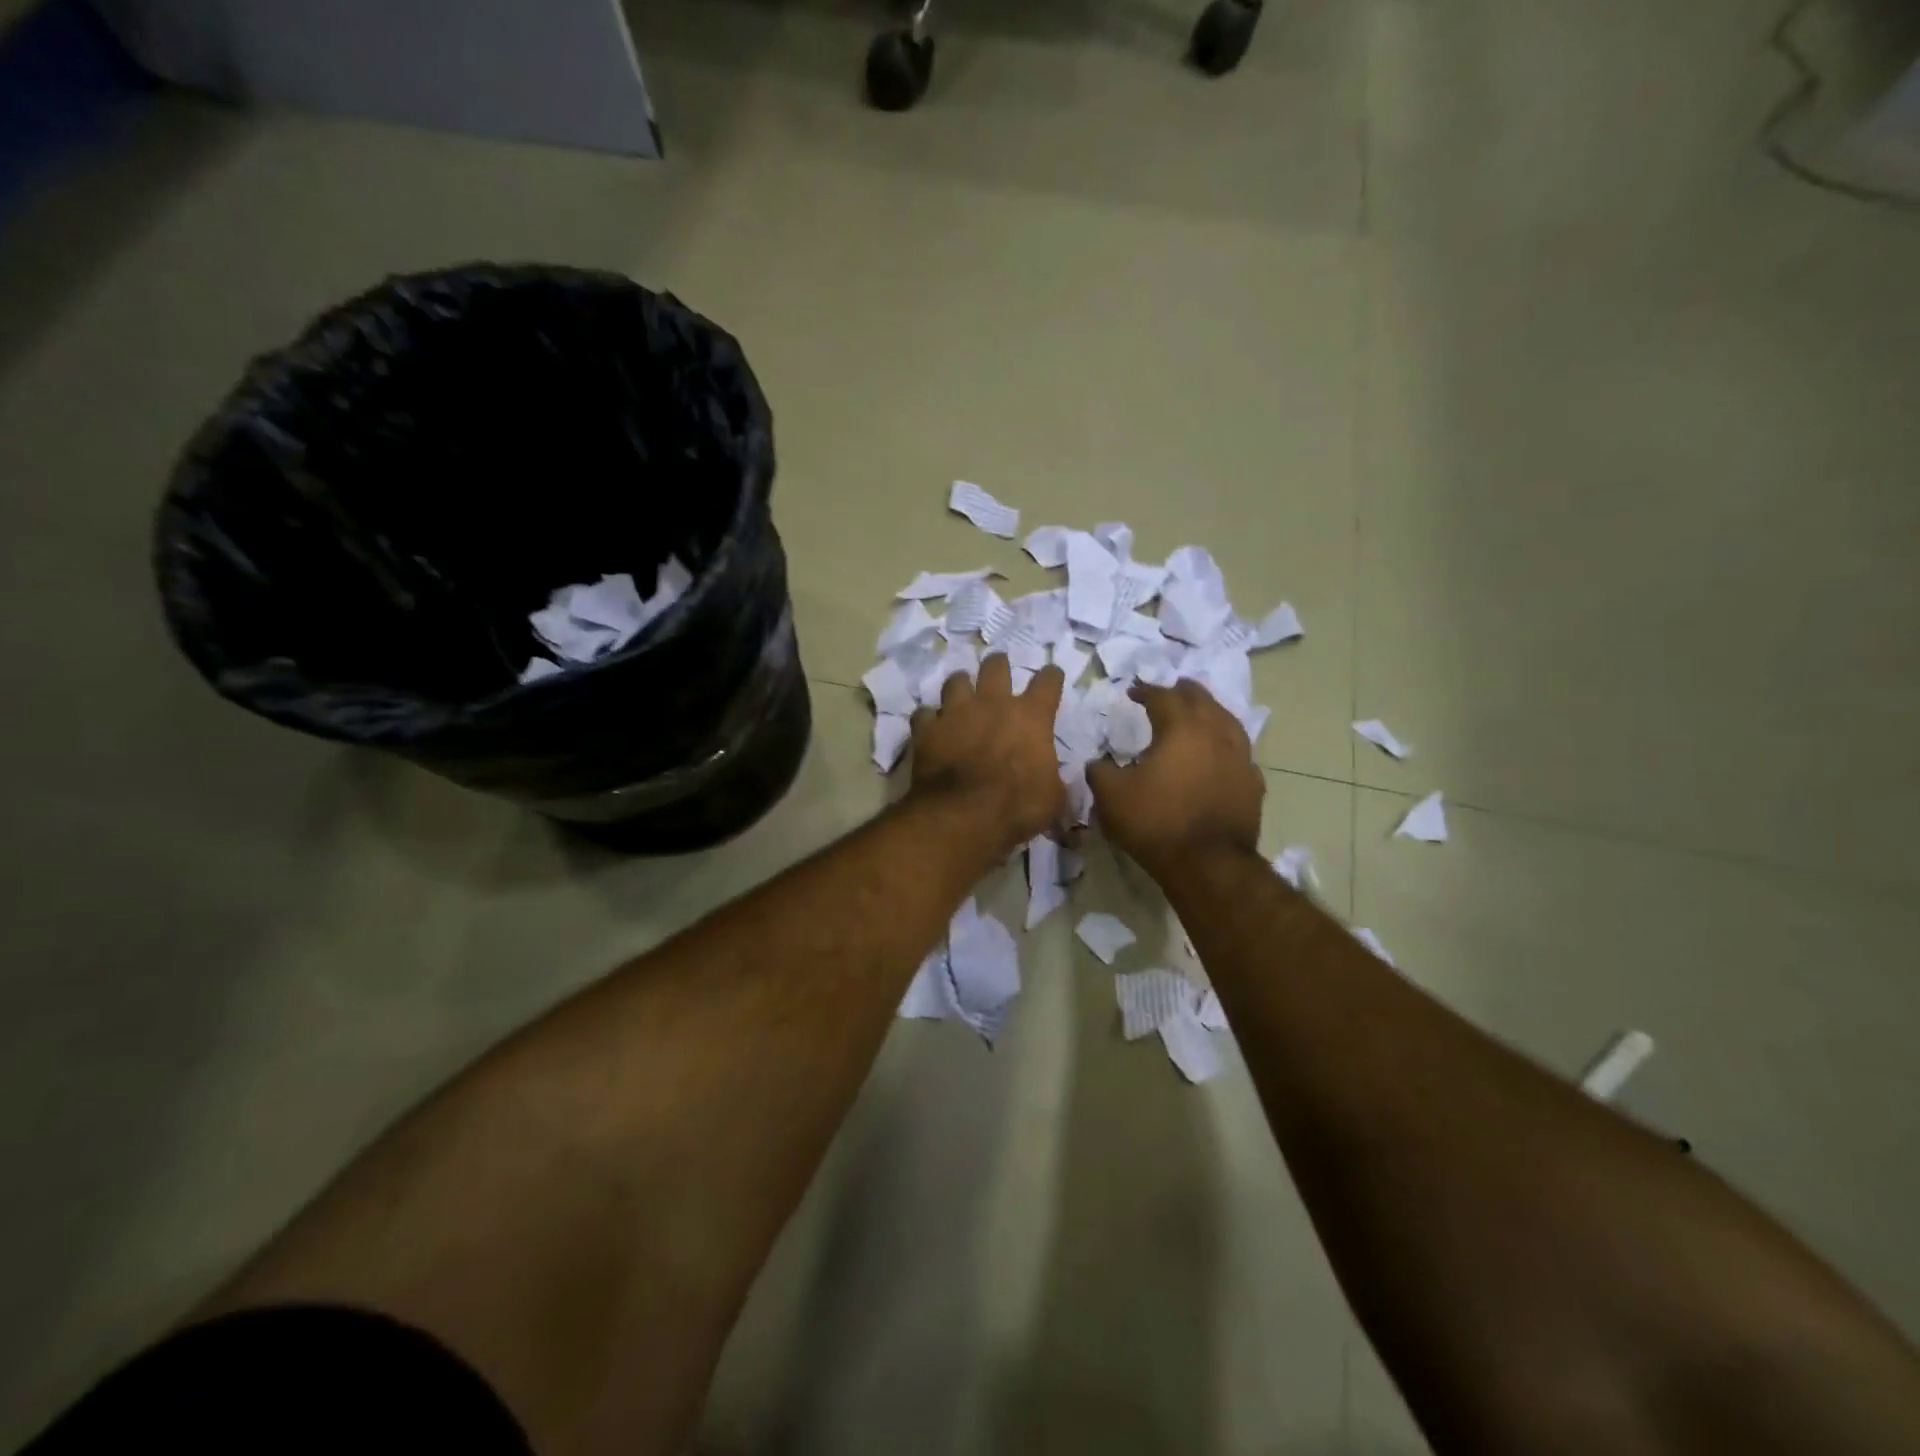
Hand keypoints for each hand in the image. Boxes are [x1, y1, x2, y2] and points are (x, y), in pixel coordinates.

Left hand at [909, 654, 1066, 851]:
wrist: (962, 815)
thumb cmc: (1017, 806)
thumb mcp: (1053, 797)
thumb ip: (1052, 777)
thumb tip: (1050, 776)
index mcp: (1031, 716)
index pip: (1048, 681)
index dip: (1051, 677)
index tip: (1051, 677)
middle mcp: (993, 703)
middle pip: (996, 666)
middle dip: (999, 665)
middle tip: (999, 670)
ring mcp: (955, 712)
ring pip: (956, 681)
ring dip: (961, 685)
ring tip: (962, 693)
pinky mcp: (926, 729)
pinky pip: (924, 714)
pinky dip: (929, 719)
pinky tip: (931, 726)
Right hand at [1087, 681, 1264, 878]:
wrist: (1208, 864)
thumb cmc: (1156, 822)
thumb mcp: (1111, 797)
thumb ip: (1100, 773)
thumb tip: (1097, 764)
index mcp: (1180, 728)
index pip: (1162, 697)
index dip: (1145, 691)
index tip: (1133, 691)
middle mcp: (1215, 733)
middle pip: (1202, 700)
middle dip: (1184, 691)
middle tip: (1173, 689)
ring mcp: (1240, 758)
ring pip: (1228, 721)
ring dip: (1211, 712)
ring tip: (1201, 714)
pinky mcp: (1253, 784)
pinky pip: (1240, 753)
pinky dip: (1227, 745)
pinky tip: (1222, 754)